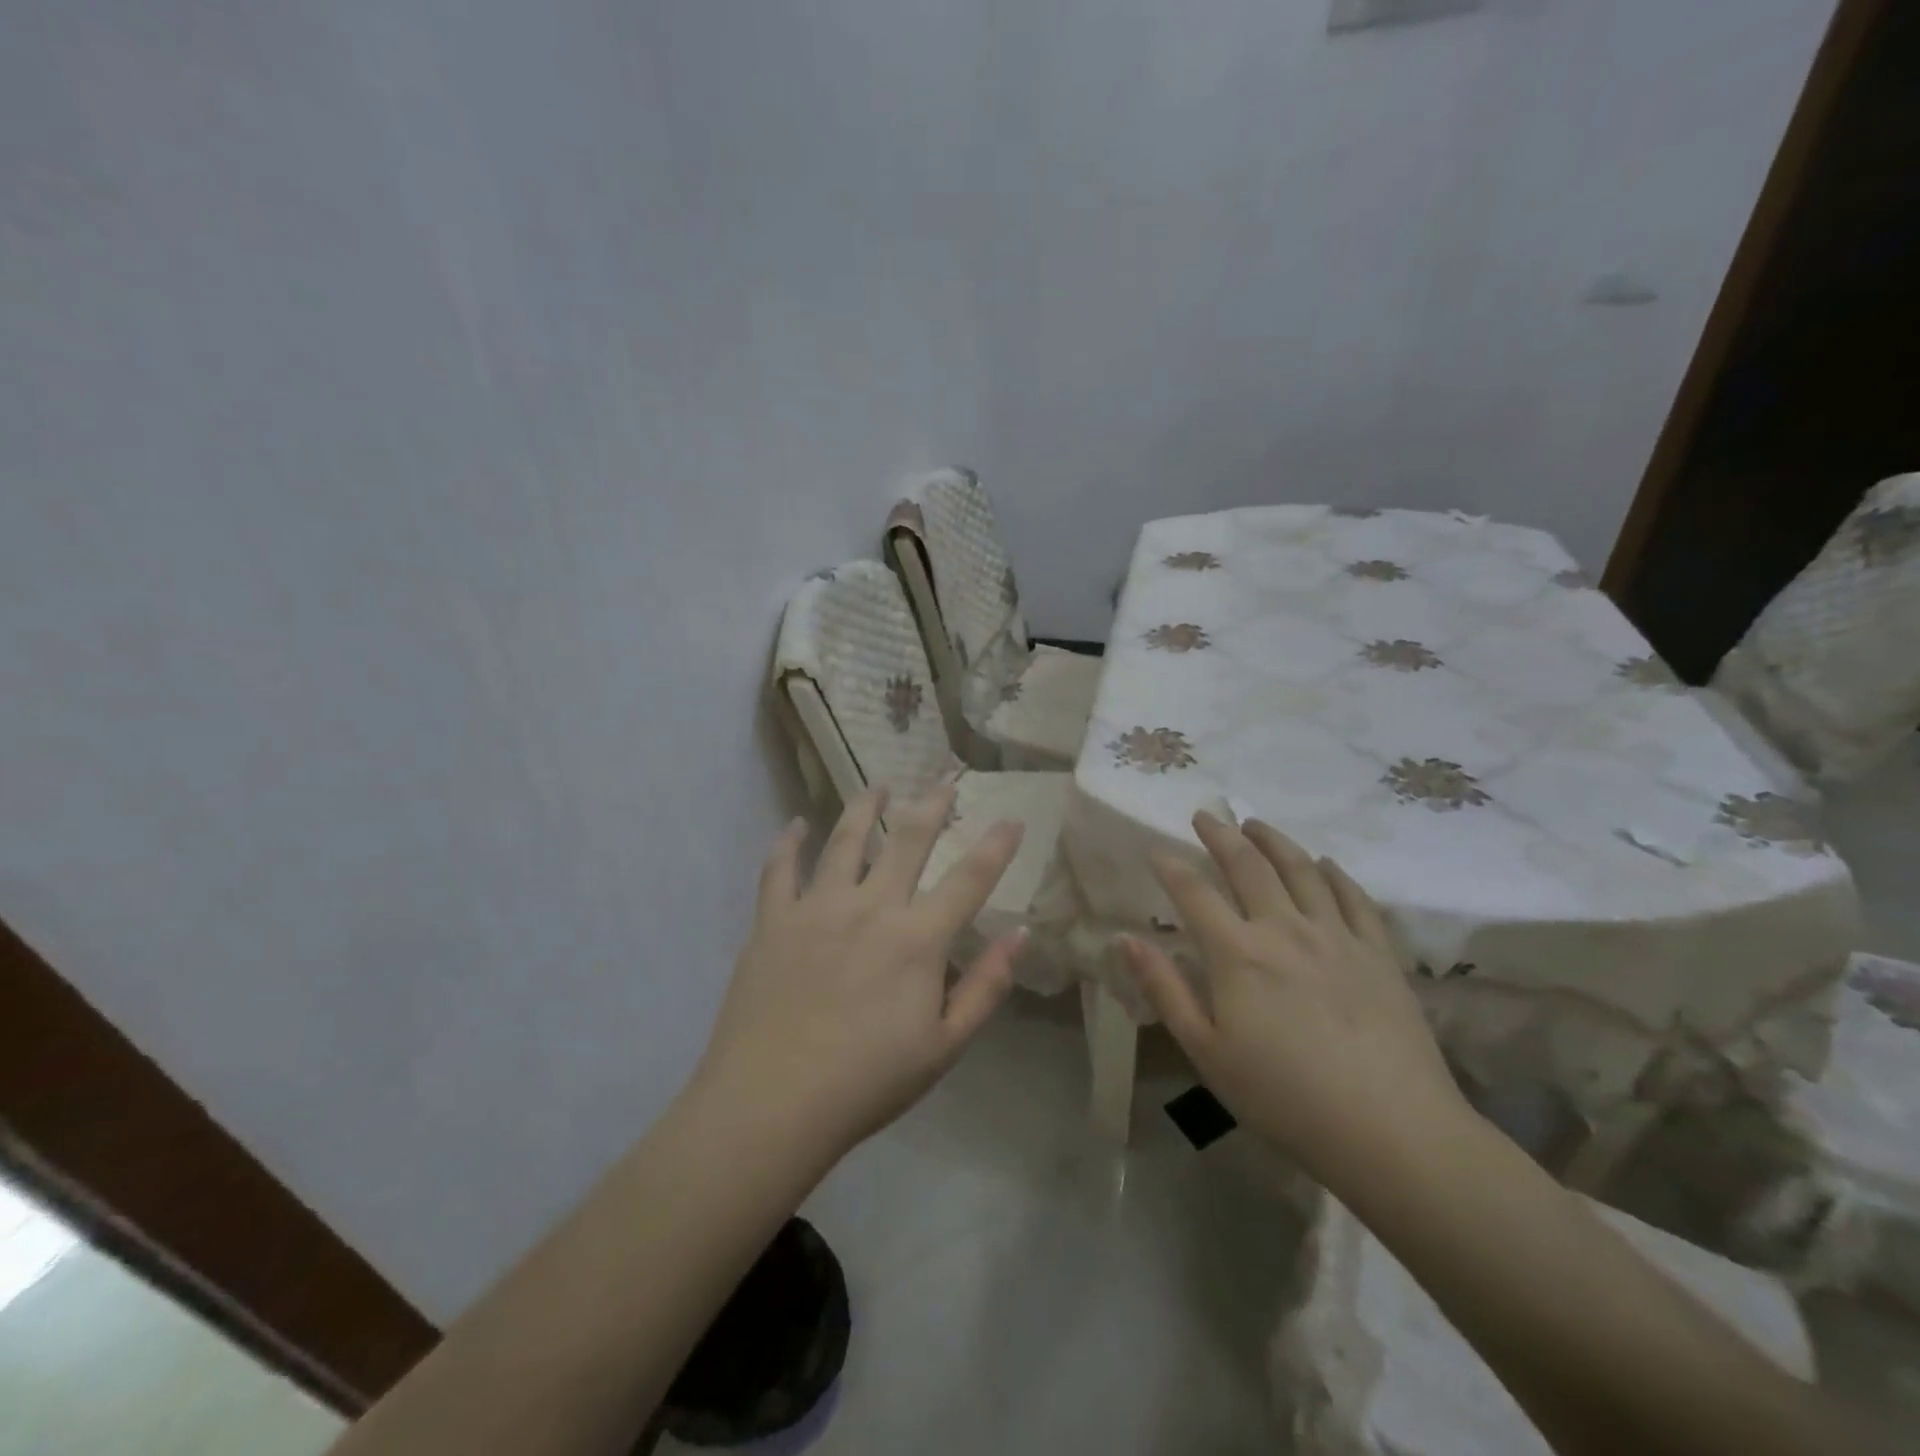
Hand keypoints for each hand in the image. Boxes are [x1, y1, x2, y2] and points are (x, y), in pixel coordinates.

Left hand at [692, 785, 1025, 1158]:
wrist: (771, 1104)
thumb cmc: (867, 1082)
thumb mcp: (944, 1047)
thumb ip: (986, 988)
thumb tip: (1020, 935)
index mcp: (917, 939)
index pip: (969, 879)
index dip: (996, 846)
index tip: (1013, 817)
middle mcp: (871, 907)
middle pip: (908, 840)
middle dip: (932, 804)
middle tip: (945, 779)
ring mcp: (817, 908)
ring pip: (845, 839)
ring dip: (865, 807)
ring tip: (878, 787)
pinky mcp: (774, 920)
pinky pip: (780, 869)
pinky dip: (788, 842)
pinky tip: (794, 824)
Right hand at [1122, 812, 1467, 1194]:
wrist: (1391, 1131)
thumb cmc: (1285, 1098)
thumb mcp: (1207, 1051)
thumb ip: (1164, 989)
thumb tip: (1125, 940)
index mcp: (1238, 954)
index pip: (1194, 893)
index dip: (1170, 866)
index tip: (1156, 850)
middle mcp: (1284, 929)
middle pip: (1248, 866)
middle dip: (1221, 834)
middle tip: (1206, 814)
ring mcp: (1336, 936)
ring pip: (1301, 869)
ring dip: (1274, 841)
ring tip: (1256, 824)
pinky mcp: (1378, 953)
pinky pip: (1354, 897)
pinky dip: (1334, 873)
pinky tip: (1324, 863)